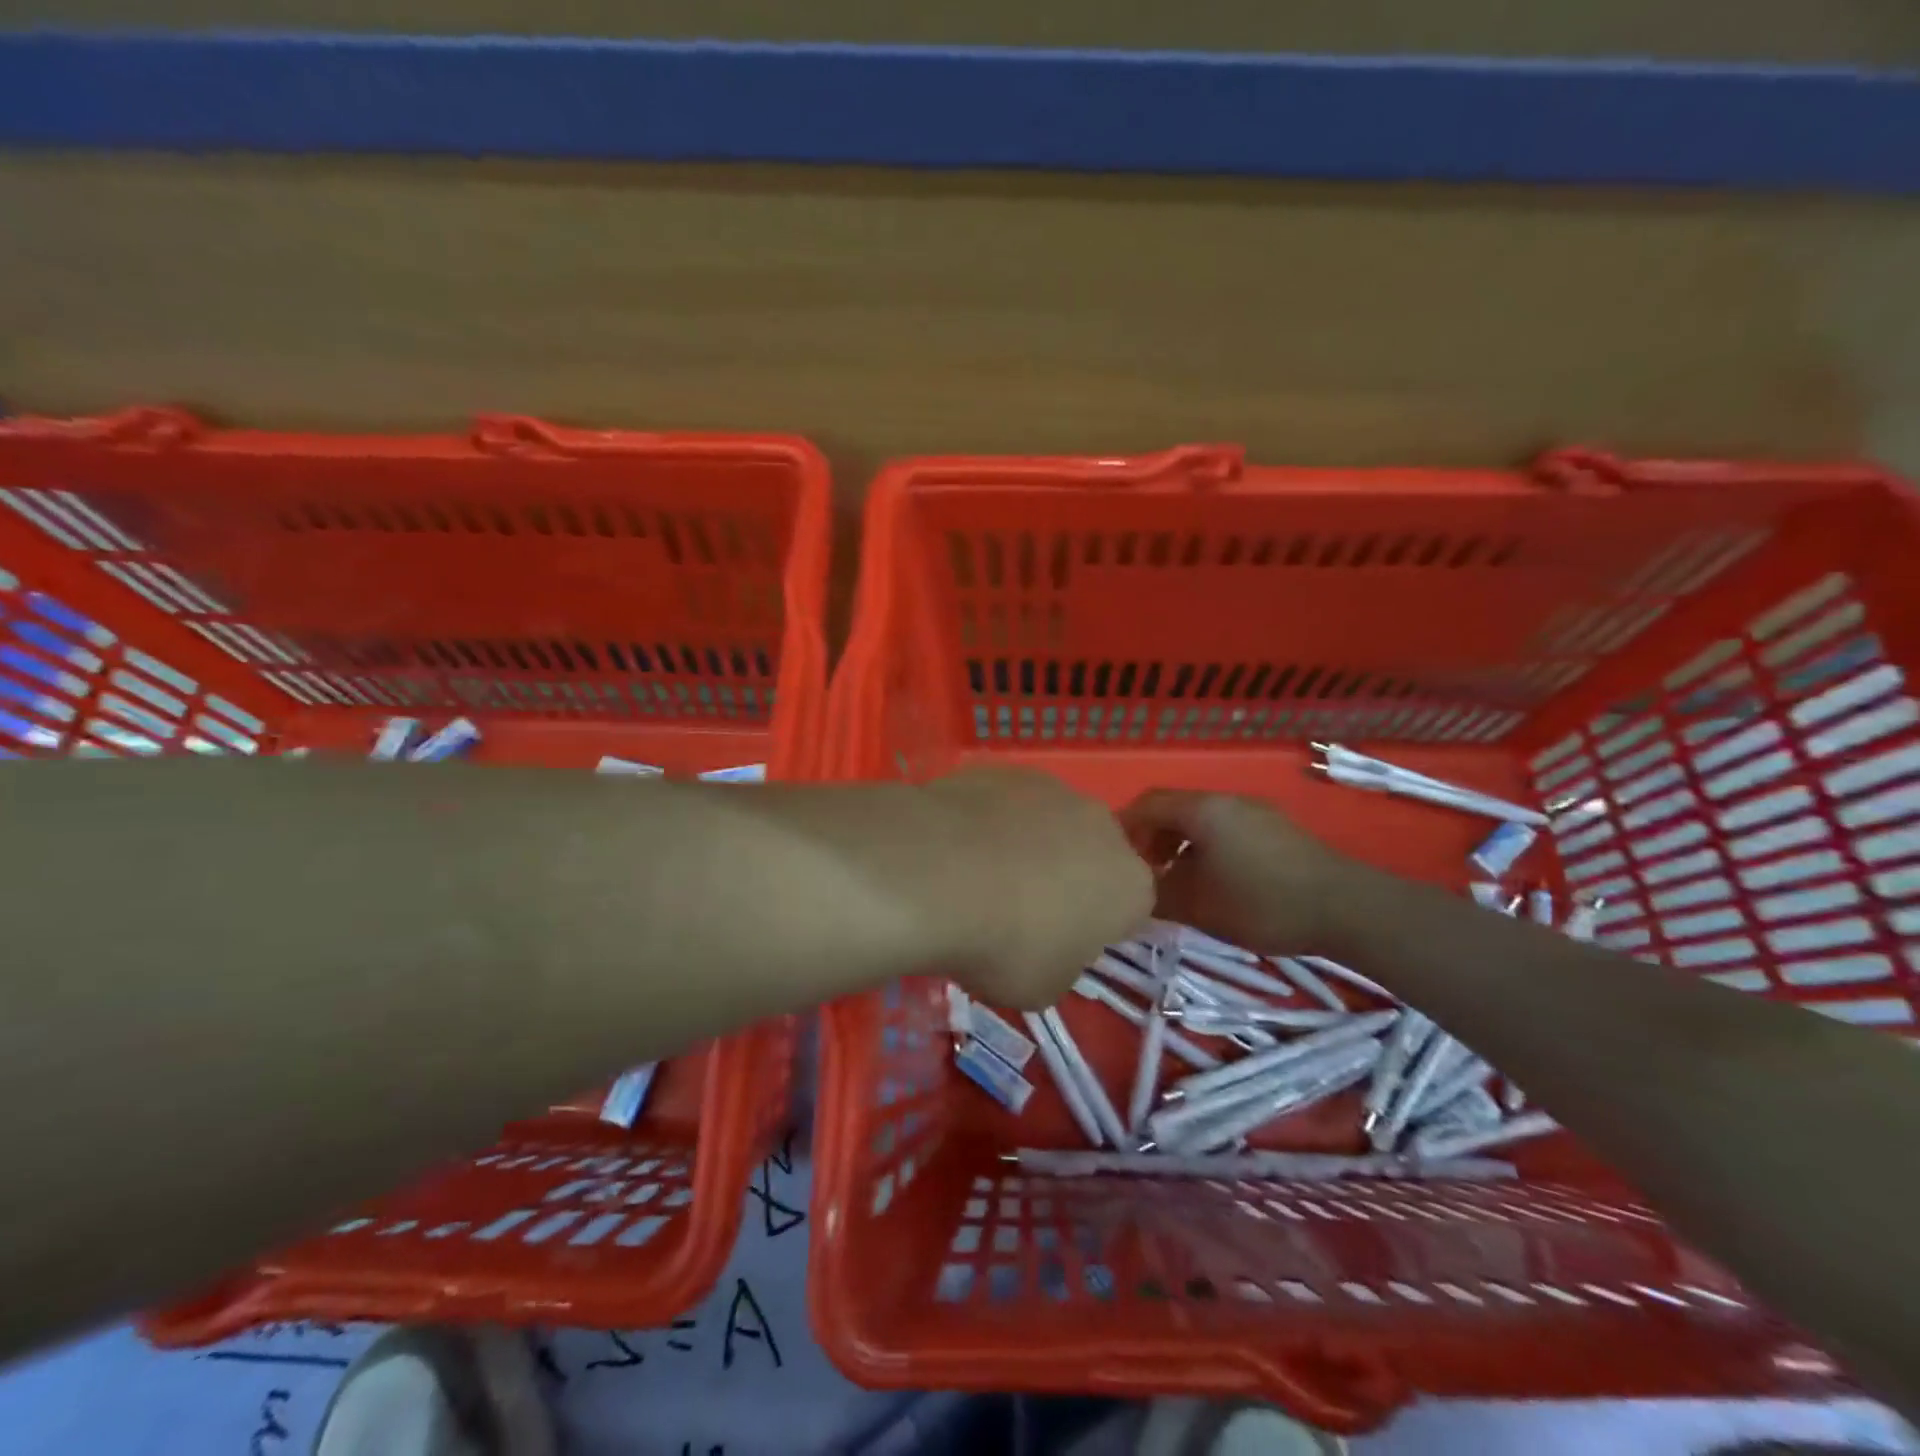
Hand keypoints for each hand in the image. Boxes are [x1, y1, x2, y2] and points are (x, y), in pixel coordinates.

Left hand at [919, 769, 1152, 1007]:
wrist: (938, 874)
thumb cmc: (1005, 945)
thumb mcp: (1043, 987)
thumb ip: (1062, 962)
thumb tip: (1049, 944)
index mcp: (1129, 886)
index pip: (1129, 908)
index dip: (1094, 927)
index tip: (1058, 943)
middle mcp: (1102, 826)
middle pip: (1092, 854)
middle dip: (1066, 876)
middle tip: (1019, 909)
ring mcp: (1052, 788)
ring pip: (1049, 822)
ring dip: (1027, 844)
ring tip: (977, 876)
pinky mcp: (1004, 769)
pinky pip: (1005, 802)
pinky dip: (988, 821)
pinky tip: (953, 846)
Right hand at [1120, 789, 1365, 955]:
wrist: (1345, 908)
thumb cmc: (1262, 902)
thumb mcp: (1198, 905)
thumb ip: (1157, 895)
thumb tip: (1132, 894)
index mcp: (1203, 810)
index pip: (1147, 804)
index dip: (1125, 828)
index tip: (1114, 860)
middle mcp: (1227, 801)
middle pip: (1174, 809)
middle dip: (1151, 838)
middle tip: (1143, 873)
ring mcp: (1256, 812)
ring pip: (1202, 821)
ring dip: (1180, 845)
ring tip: (1176, 881)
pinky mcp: (1277, 830)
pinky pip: (1226, 830)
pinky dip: (1206, 849)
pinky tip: (1214, 882)